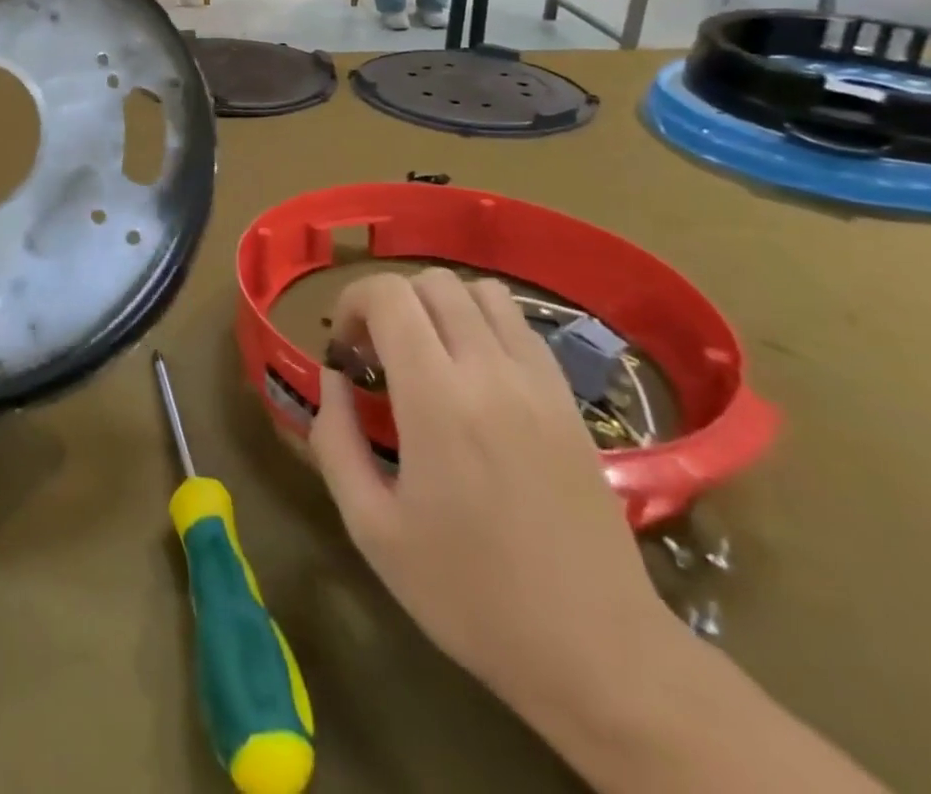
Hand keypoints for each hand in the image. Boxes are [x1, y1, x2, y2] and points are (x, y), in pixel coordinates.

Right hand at [308, 270, 676, 718]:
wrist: (597, 650)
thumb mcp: (371, 527)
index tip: (344, 348)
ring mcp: (538, 382)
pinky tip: (472, 373)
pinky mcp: (568, 399)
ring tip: (424, 354)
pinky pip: (519, 325)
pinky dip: (482, 323)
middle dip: (389, 301)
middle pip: (431, 282)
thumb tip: (333, 381)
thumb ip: (335, 440)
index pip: (388, 295)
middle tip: (376, 352)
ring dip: (438, 305)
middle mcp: (490, 372)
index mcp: (436, 400)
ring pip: (480, 291)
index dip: (352, 301)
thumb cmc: (469, 593)